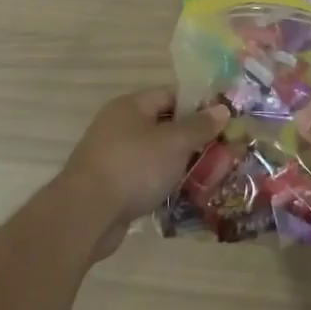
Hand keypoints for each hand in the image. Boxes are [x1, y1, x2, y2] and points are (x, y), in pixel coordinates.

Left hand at [59, 89, 228, 256]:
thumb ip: (199, 126)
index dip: (198, 105)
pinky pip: (145, 178)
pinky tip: (184, 197)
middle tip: (222, 153)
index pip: (170, 95)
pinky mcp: (111, 186)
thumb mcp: (174, 143)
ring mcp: (113, 157)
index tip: (223, 121)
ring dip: (179, 164)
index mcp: (130, 106)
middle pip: (163, 125)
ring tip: (209, 177)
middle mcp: (118, 126)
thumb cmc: (134, 167)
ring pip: (155, 155)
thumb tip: (222, 109)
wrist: (87, 214)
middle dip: (192, 139)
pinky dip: (163, 184)